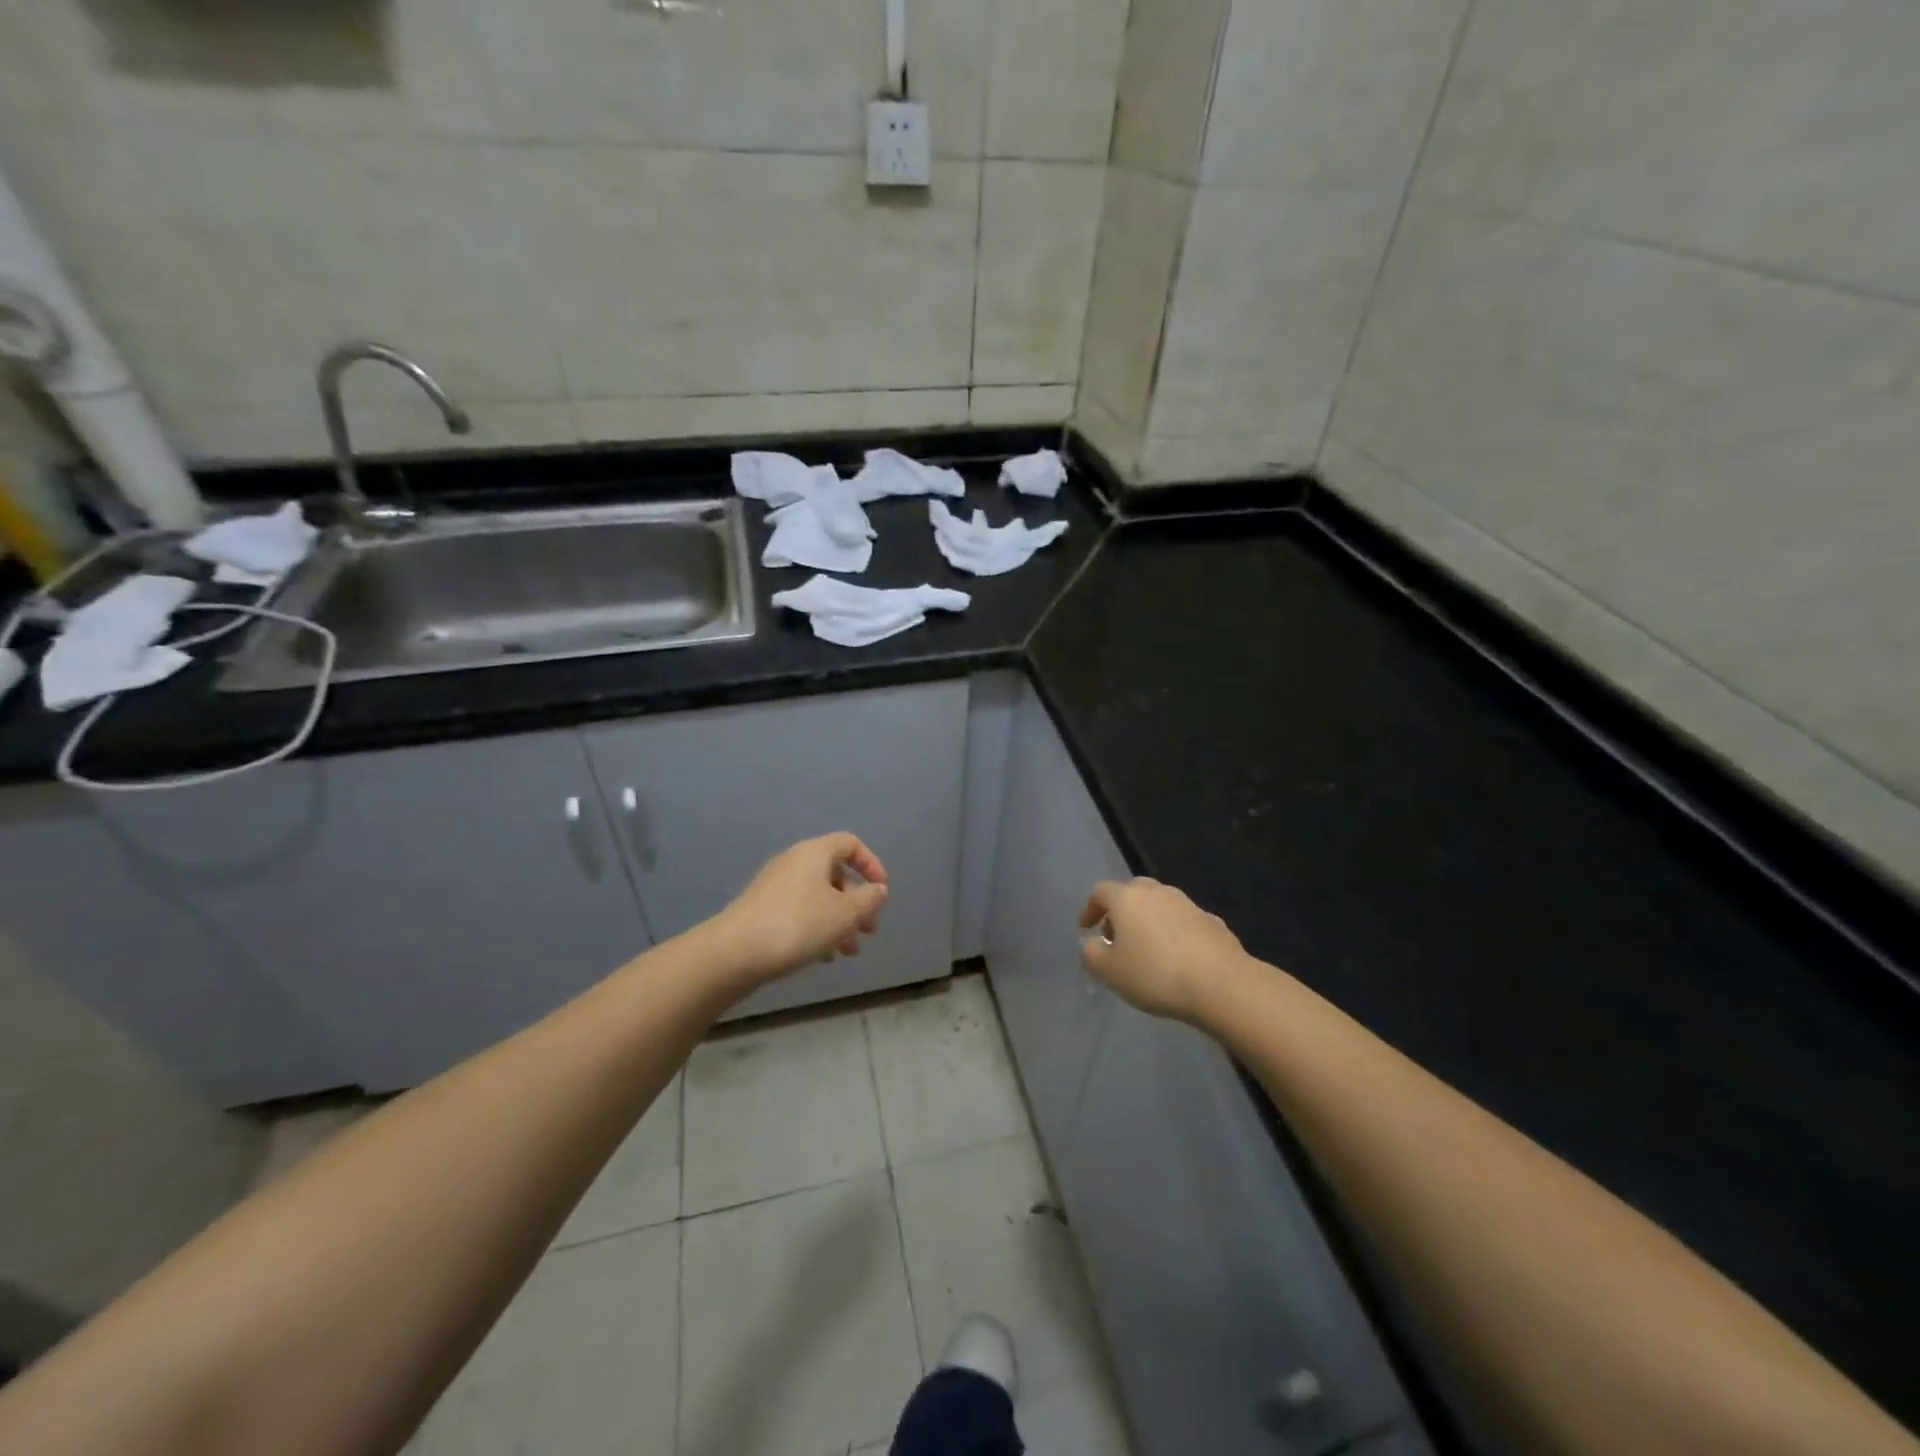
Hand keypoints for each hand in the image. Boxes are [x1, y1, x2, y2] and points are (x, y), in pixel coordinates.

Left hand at [708, 832, 888, 988]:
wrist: (735, 952)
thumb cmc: (798, 925)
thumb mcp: (845, 914)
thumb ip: (868, 900)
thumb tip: (878, 890)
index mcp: (815, 853)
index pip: (850, 844)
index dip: (871, 864)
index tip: (881, 891)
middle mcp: (794, 861)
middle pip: (835, 874)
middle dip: (857, 902)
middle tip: (869, 931)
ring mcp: (775, 885)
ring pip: (818, 896)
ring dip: (839, 920)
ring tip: (848, 952)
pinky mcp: (762, 908)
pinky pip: (799, 910)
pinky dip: (817, 927)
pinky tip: (822, 956)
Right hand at [1078, 877, 1248, 1023]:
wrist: (1221, 983)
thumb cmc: (1155, 974)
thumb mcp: (1109, 971)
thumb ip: (1091, 953)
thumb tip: (1091, 942)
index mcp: (1127, 898)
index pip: (1100, 892)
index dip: (1089, 909)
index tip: (1086, 929)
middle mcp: (1157, 892)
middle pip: (1132, 892)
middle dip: (1120, 911)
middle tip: (1116, 936)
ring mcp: (1188, 904)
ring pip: (1160, 904)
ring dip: (1148, 920)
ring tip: (1146, 949)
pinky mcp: (1212, 921)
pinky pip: (1183, 921)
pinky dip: (1174, 932)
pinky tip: (1177, 957)